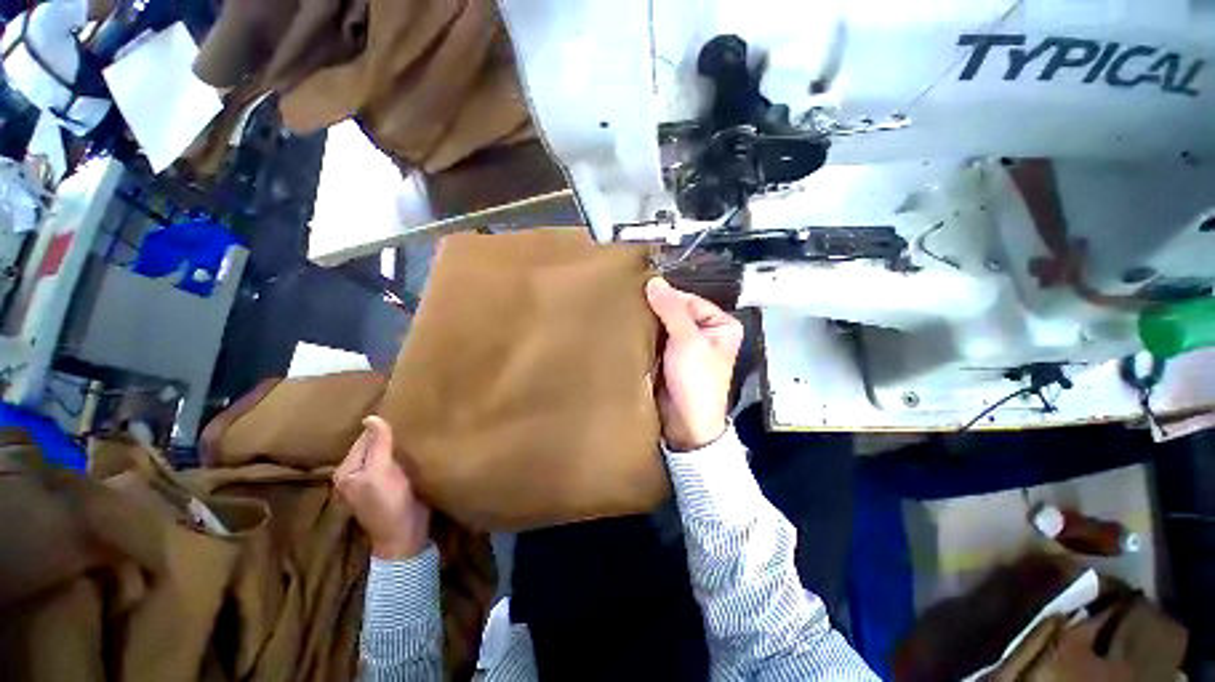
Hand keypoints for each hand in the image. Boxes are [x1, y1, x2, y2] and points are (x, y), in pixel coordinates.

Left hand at [334, 416, 430, 559]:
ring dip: (399, 443)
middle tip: (413, 419)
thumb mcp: (380, 473)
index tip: (403, 413)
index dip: (382, 427)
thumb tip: (371, 417)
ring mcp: (375, 479)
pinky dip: (405, 453)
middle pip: (374, 444)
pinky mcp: (392, 483)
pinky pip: (396, 461)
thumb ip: (377, 446)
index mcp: (348, 470)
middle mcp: (357, 473)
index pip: (364, 438)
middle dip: (390, 434)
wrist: (406, 534)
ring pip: (386, 452)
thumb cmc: (389, 504)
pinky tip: (417, 447)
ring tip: (417, 429)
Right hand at [645, 277, 743, 450]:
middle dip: (655, 309)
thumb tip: (653, 280)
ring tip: (625, 313)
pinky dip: (645, 335)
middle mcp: (706, 332)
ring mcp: (687, 345)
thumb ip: (671, 310)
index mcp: (721, 324)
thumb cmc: (697, 380)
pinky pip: (657, 339)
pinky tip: (629, 329)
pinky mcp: (670, 357)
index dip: (666, 297)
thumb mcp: (687, 341)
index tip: (641, 291)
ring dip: (648, 322)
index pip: (689, 300)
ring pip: (664, 325)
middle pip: (676, 312)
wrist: (687, 423)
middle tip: (629, 301)